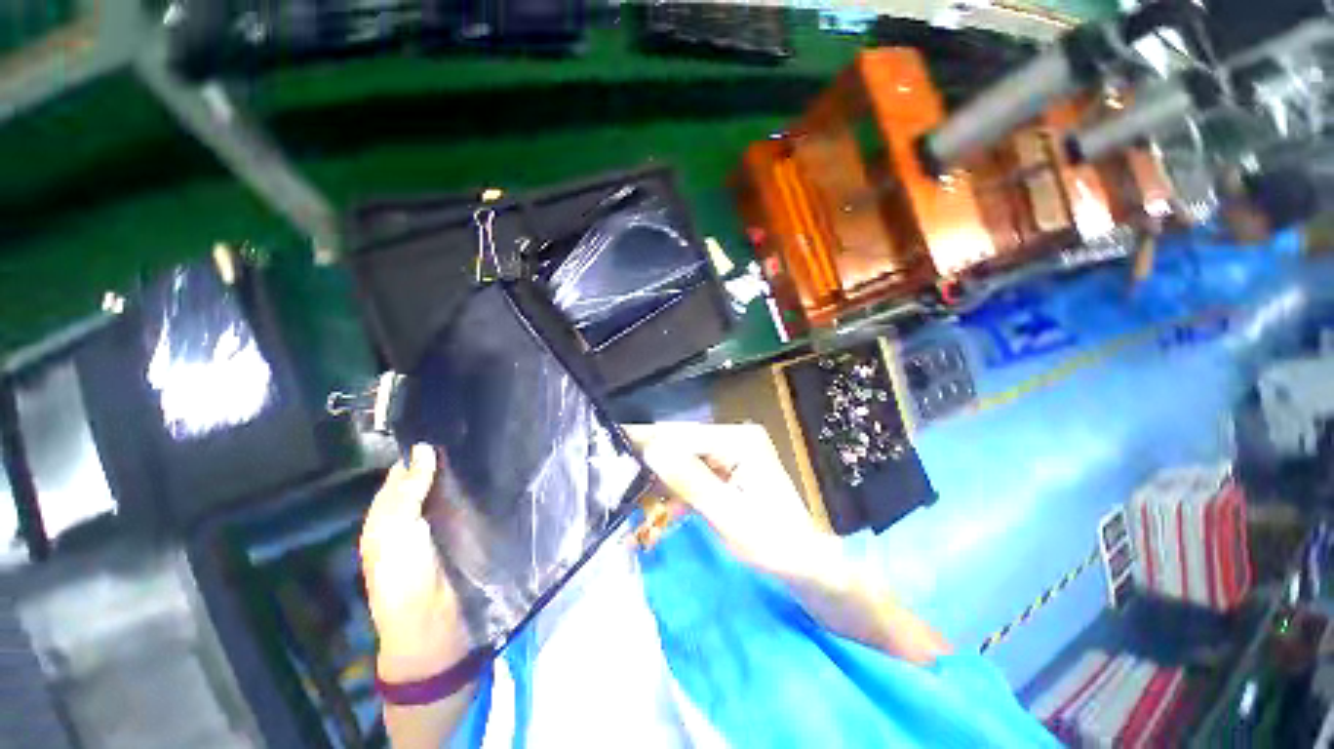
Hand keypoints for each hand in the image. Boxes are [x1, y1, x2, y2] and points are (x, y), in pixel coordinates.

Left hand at [360, 445, 470, 682]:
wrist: (431, 621)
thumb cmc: (405, 574)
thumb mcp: (396, 530)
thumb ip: (408, 491)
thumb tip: (423, 448)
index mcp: (385, 517)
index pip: (400, 476)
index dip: (416, 454)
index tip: (443, 428)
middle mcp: (409, 519)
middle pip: (425, 482)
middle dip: (441, 461)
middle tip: (469, 434)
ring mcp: (436, 528)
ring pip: (445, 492)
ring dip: (459, 475)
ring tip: (483, 447)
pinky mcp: (459, 535)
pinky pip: (462, 506)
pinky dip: (471, 492)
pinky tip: (487, 477)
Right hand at [625, 423, 849, 587]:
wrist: (806, 567)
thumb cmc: (774, 545)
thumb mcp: (728, 516)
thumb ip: (690, 481)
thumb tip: (652, 449)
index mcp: (739, 441)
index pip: (683, 436)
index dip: (647, 440)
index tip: (612, 440)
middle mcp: (735, 439)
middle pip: (682, 447)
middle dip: (651, 463)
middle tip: (613, 472)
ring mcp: (732, 455)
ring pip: (684, 463)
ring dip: (661, 484)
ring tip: (631, 498)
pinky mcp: (729, 472)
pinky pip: (694, 477)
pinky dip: (677, 495)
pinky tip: (660, 514)